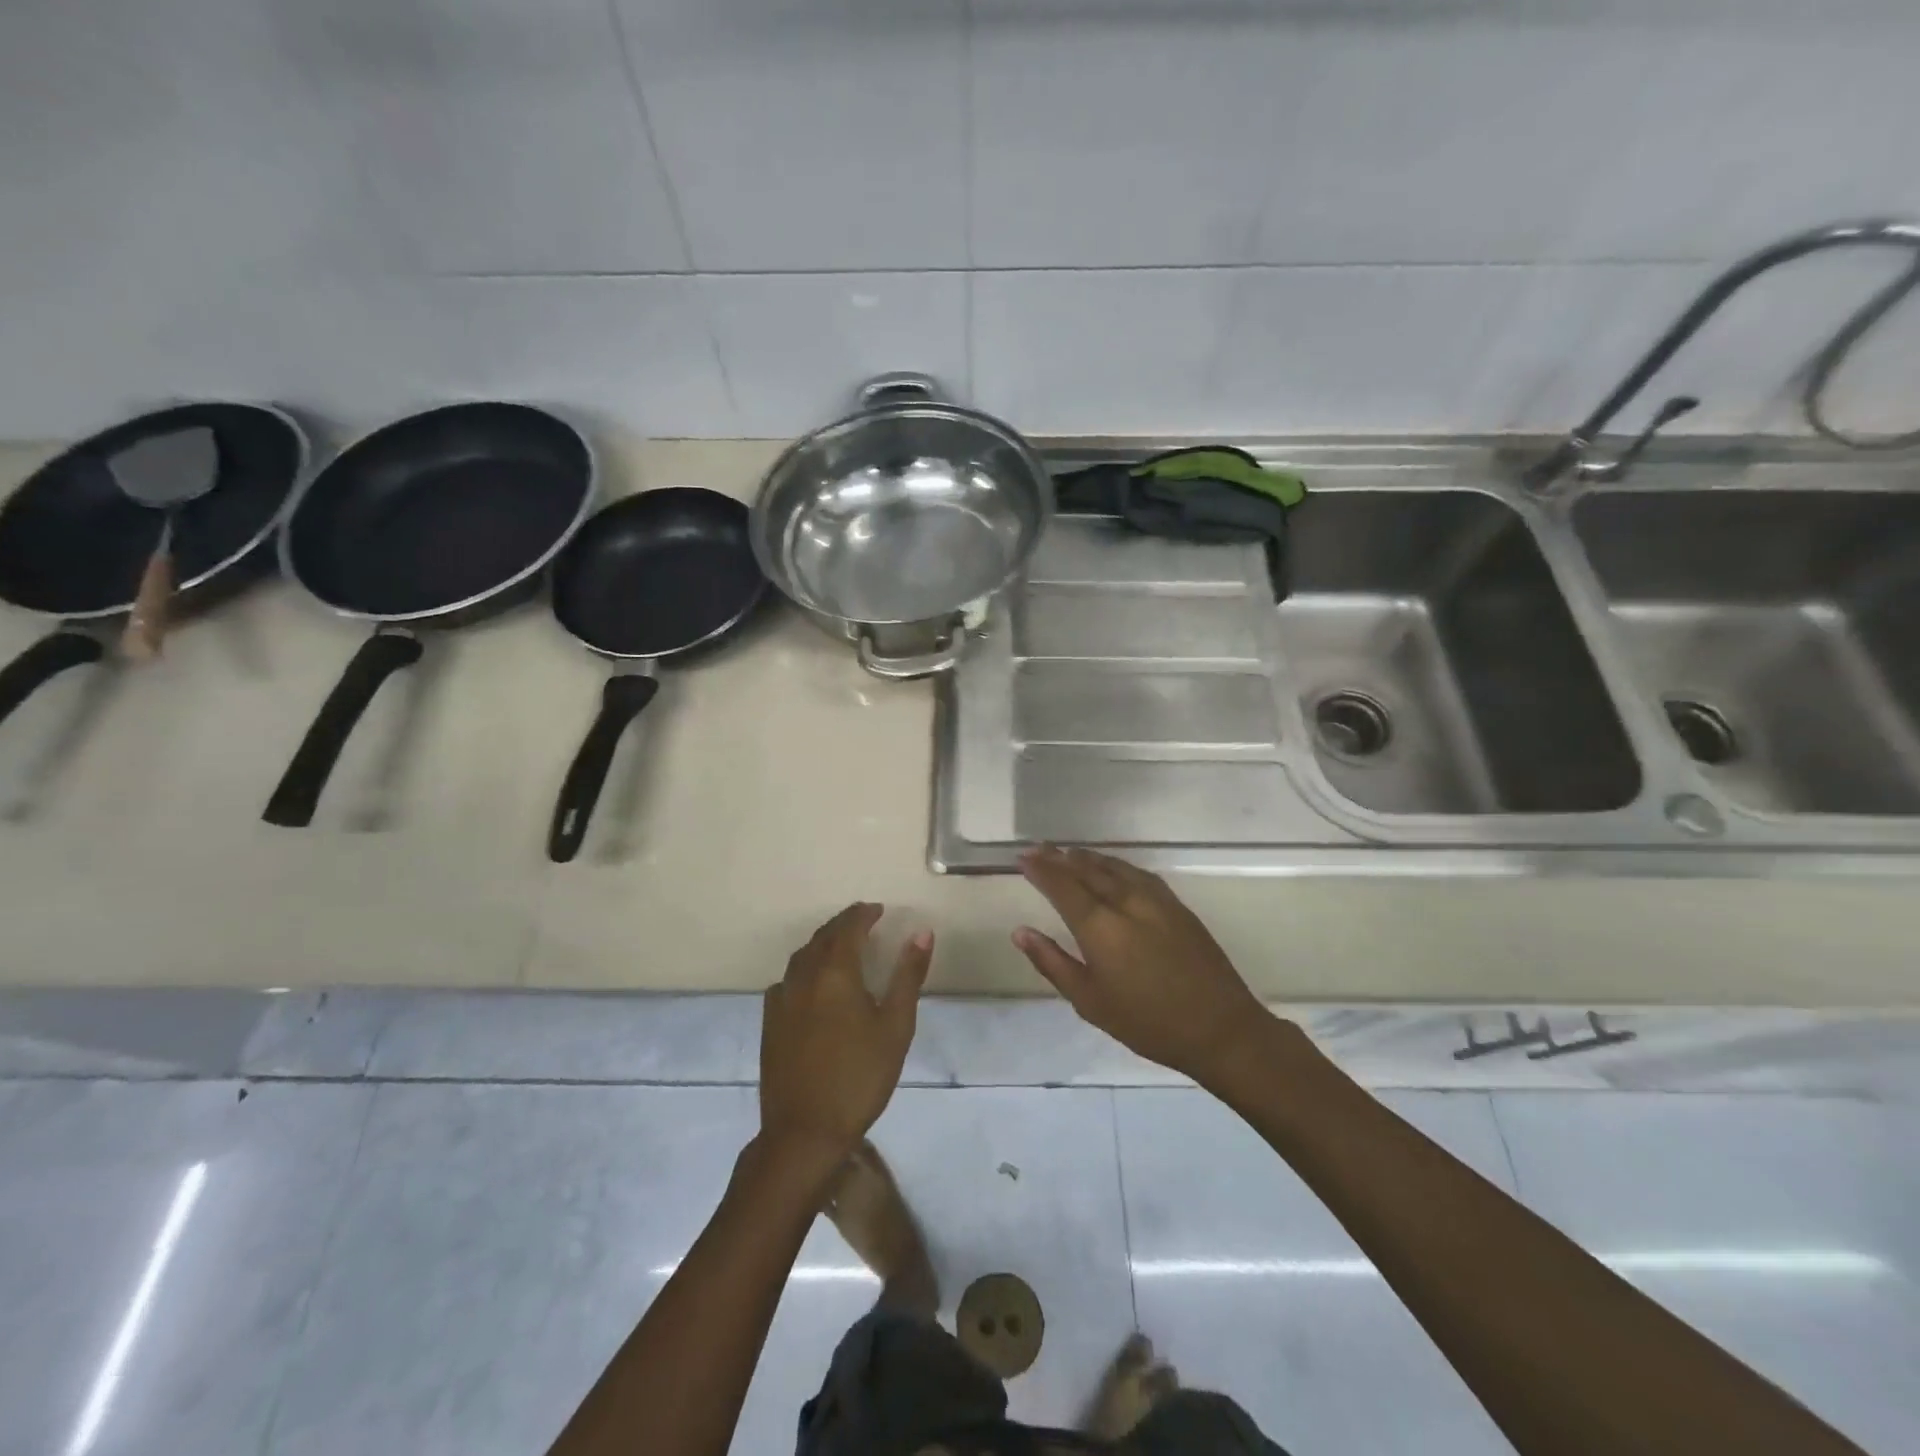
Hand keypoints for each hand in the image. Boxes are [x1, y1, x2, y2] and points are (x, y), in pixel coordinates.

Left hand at [760, 903, 931, 1161]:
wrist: (804, 1132)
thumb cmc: (860, 1077)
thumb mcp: (895, 1027)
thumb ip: (907, 975)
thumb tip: (921, 932)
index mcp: (835, 972)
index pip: (848, 927)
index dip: (863, 914)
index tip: (878, 910)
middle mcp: (803, 976)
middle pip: (822, 937)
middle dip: (843, 925)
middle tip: (863, 922)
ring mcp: (781, 1000)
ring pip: (802, 956)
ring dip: (822, 944)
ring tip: (841, 948)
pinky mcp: (769, 1022)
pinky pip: (787, 980)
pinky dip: (804, 969)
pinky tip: (812, 985)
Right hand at [1014, 846, 1267, 1082]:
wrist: (1220, 1028)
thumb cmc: (1148, 1023)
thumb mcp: (1090, 1002)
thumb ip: (1053, 962)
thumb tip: (1021, 931)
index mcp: (1100, 926)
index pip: (1062, 886)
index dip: (1040, 869)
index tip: (1022, 857)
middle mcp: (1125, 902)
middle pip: (1086, 869)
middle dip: (1059, 857)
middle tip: (1038, 848)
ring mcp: (1155, 899)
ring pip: (1113, 867)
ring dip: (1087, 857)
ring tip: (1067, 853)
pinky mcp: (1176, 904)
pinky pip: (1137, 872)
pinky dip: (1116, 865)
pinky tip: (1111, 868)